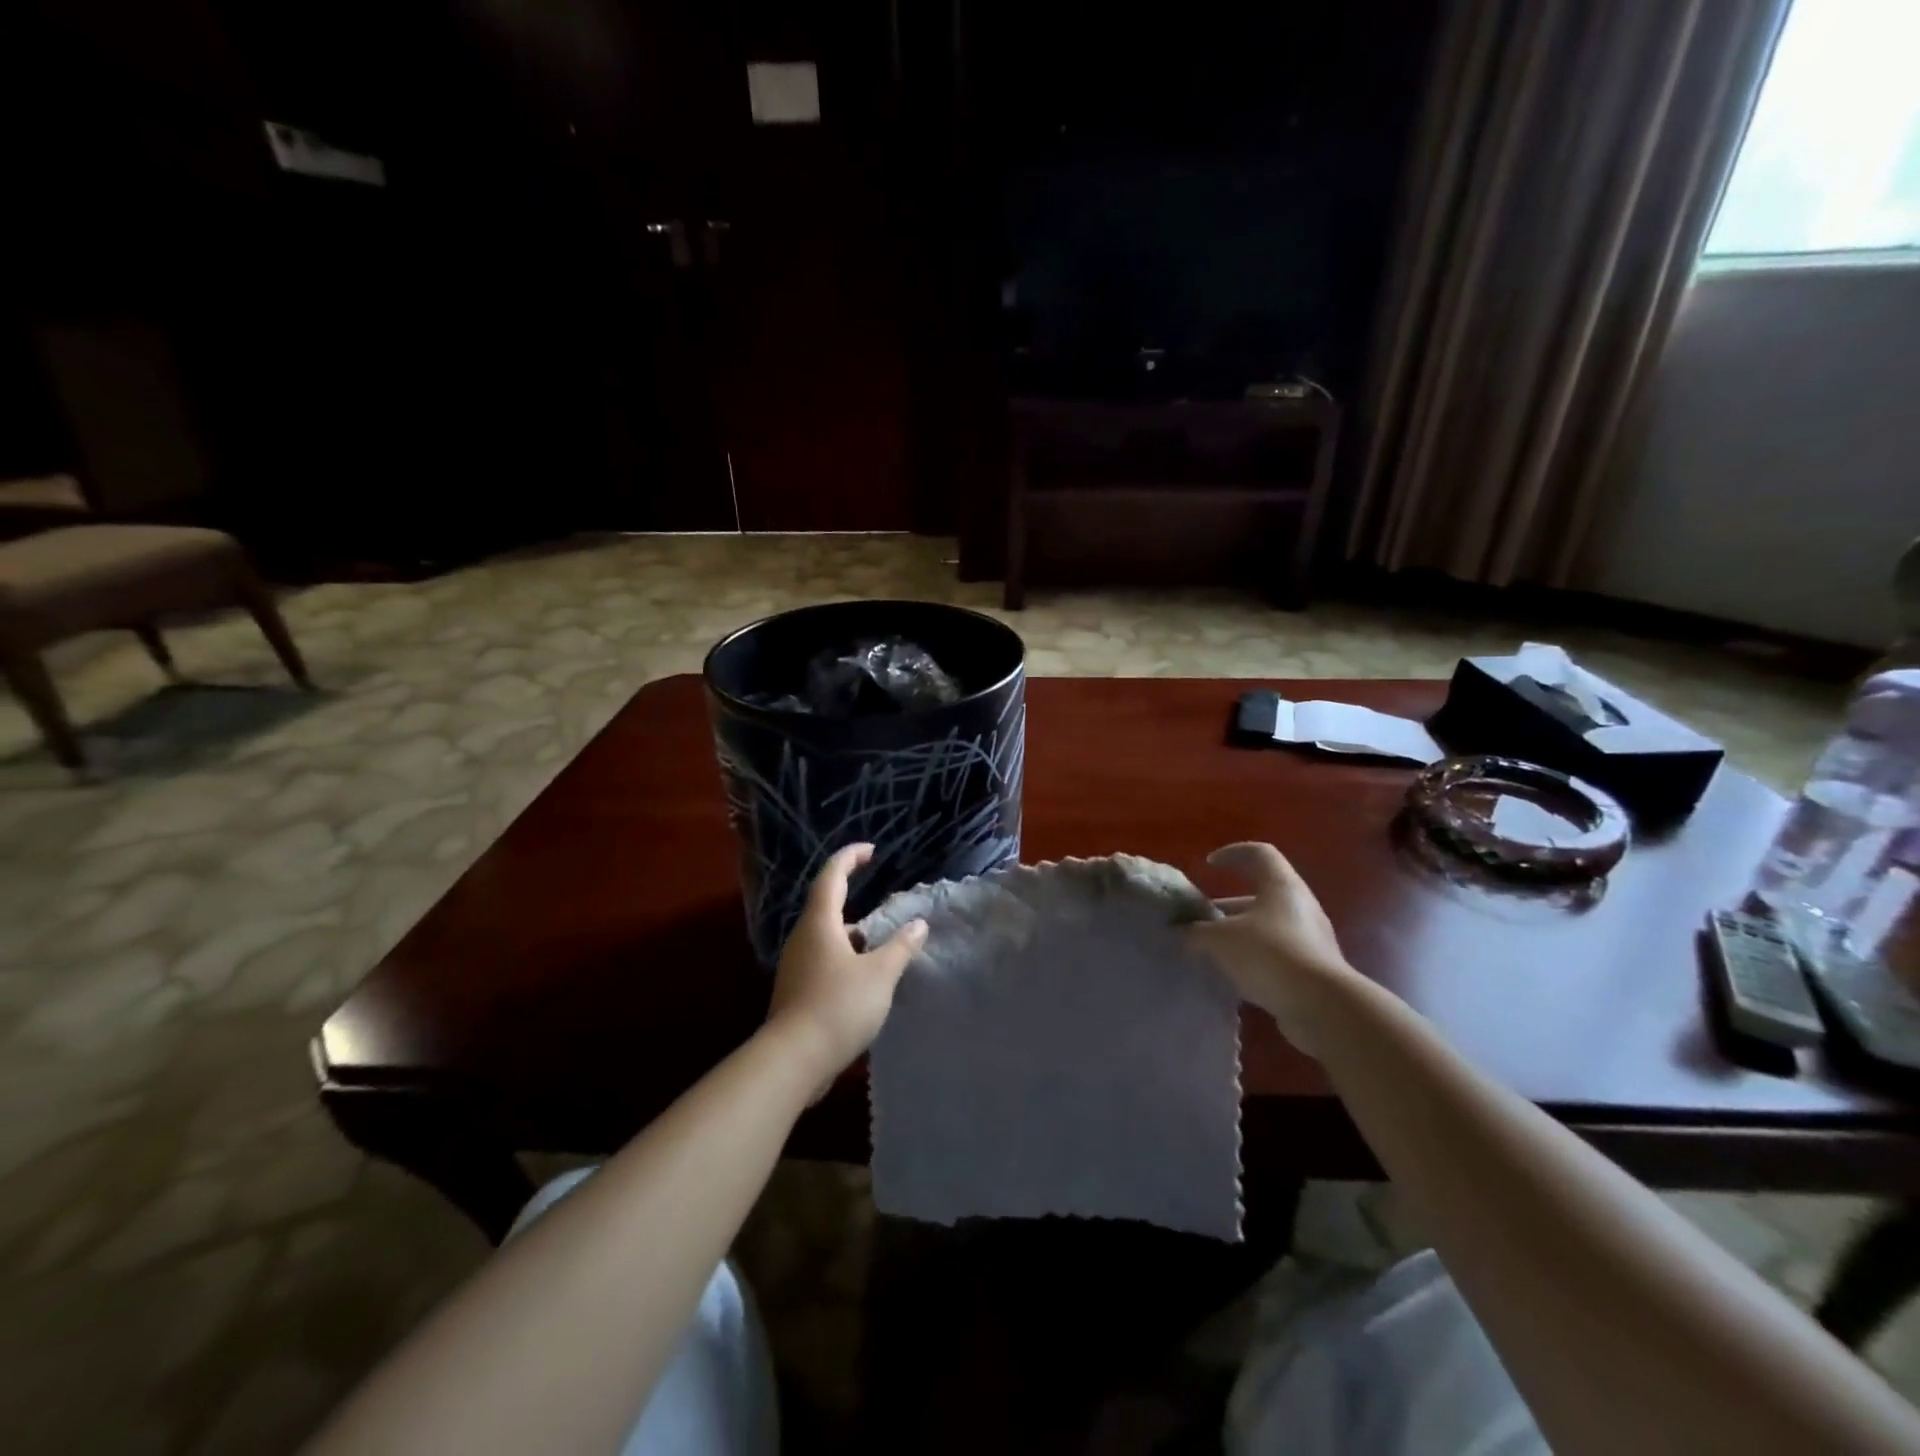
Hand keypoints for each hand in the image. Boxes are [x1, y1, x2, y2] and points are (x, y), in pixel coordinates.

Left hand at [766, 843, 927, 1095]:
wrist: (792, 1060)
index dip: (849, 858)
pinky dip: (846, 959)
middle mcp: (803, 938)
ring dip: (854, 935)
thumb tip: (919, 924)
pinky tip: (866, 979)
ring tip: (883, 946)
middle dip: (854, 899)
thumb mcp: (879, 975)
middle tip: (885, 905)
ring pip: (827, 937)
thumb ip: (900, 947)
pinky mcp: (796, 991)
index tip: (870, 851)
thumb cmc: (837, 1006)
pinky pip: (824, 961)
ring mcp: (796, 966)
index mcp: (820, 924)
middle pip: (827, 907)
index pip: (831, 876)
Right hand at [1188, 842, 1356, 1054]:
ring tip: (1209, 951)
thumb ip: (1195, 932)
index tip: (1208, 866)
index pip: (1259, 853)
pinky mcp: (1312, 969)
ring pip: (1266, 926)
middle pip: (1259, 894)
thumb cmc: (1270, 954)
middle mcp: (1299, 906)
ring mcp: (1310, 938)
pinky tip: (1231, 976)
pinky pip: (1276, 954)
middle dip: (1225, 906)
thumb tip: (1179, 933)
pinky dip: (1252, 959)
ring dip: (1237, 935)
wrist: (1324, 1007)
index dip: (1231, 853)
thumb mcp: (1220, 940)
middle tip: (1200, 921)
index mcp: (1282, 886)